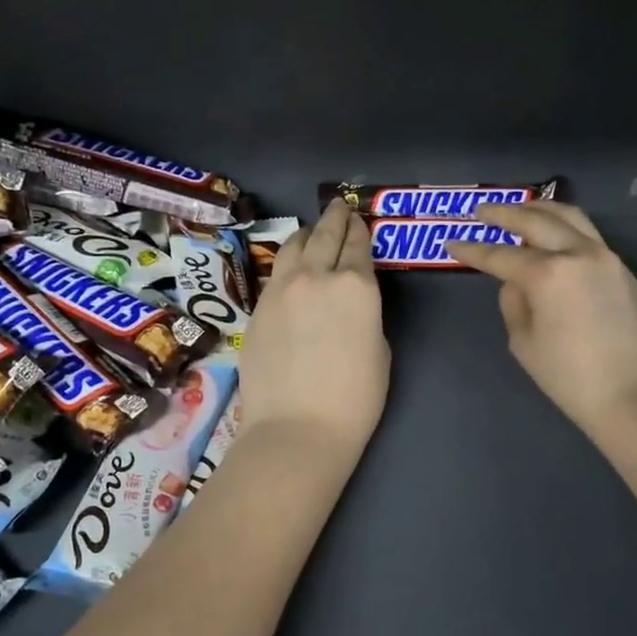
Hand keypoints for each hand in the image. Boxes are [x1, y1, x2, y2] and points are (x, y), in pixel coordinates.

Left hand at [238, 199, 389, 459]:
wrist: (297, 428)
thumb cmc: (354, 400)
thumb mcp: (380, 351)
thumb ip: (365, 315)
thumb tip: (349, 307)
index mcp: (357, 286)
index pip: (358, 245)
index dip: (360, 230)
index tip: (359, 220)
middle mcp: (316, 276)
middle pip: (324, 235)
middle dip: (334, 219)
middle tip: (337, 208)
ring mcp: (280, 290)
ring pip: (292, 247)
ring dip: (306, 235)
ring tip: (311, 233)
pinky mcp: (257, 309)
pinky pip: (274, 274)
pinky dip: (286, 265)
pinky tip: (289, 271)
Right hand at [447, 202, 636, 444]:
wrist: (636, 396)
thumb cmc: (570, 378)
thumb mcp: (524, 343)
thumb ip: (514, 304)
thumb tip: (517, 284)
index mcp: (548, 273)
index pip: (500, 255)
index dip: (472, 250)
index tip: (451, 243)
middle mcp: (578, 253)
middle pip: (536, 220)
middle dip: (504, 213)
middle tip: (482, 210)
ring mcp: (605, 257)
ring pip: (569, 217)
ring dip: (540, 209)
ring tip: (519, 210)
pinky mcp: (621, 270)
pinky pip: (587, 234)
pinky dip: (564, 226)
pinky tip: (552, 235)